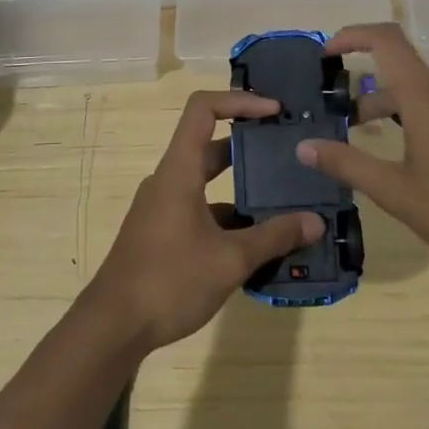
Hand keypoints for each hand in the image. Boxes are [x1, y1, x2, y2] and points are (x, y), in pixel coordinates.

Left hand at [86, 90, 326, 350]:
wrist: (113, 327)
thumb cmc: (168, 281)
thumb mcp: (229, 260)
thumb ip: (273, 237)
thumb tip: (315, 222)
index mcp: (179, 170)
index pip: (203, 109)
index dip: (239, 101)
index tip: (274, 111)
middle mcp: (169, 180)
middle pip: (211, 144)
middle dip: (251, 145)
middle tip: (289, 151)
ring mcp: (164, 207)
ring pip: (208, 182)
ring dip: (244, 188)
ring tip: (286, 200)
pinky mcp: (163, 232)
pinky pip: (202, 210)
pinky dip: (230, 217)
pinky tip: (260, 241)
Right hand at [297, 23, 428, 275]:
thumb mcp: (398, 193)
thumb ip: (349, 165)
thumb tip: (304, 146)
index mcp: (428, 98)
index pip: (387, 40)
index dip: (353, 35)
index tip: (328, 52)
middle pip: (403, 77)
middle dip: (369, 97)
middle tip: (346, 128)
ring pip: (428, 99)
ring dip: (398, 114)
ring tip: (383, 152)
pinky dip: (426, 124)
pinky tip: (427, 166)